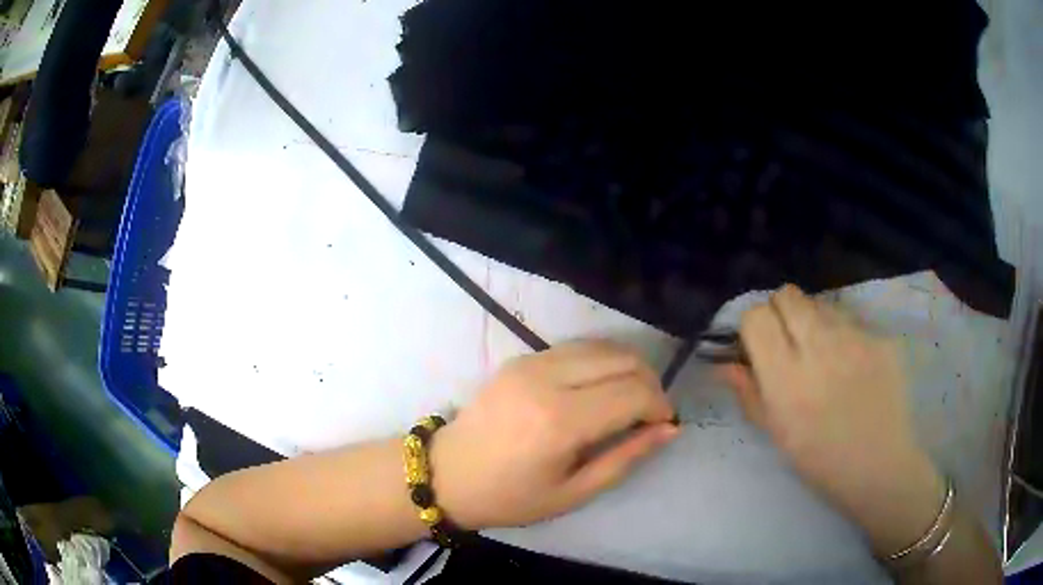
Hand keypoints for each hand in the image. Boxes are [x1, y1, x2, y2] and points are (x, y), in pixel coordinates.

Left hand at [430, 341, 678, 529]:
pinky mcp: (521, 357)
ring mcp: (531, 362)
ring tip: (628, 401)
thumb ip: (625, 458)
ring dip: (627, 368)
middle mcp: (547, 379)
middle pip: (623, 359)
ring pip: (603, 346)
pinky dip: (601, 362)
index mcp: (560, 421)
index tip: (663, 425)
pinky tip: (599, 389)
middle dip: (649, 382)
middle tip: (649, 414)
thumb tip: (669, 429)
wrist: (447, 474)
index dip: (659, 405)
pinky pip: (577, 348)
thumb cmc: (510, 497)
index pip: (634, 392)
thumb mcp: (573, 492)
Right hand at [720, 285, 944, 554]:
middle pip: (788, 295)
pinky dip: (844, 334)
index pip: (756, 316)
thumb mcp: (777, 434)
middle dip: (781, 312)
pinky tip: (852, 365)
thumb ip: (749, 393)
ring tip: (824, 354)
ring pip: (820, 303)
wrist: (879, 465)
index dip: (754, 326)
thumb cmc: (820, 459)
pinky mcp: (879, 338)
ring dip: (813, 321)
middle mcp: (818, 347)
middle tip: (790, 341)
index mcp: (785, 377)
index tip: (760, 344)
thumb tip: (725, 364)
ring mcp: (854, 338)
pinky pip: (851, 321)